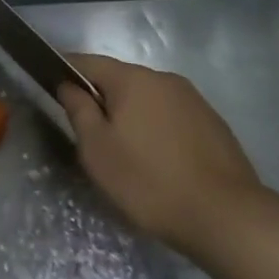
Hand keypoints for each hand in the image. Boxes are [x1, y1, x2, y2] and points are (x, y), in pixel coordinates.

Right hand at [57, 53, 262, 258]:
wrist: (226, 216)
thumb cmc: (149, 182)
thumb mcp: (98, 151)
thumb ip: (79, 111)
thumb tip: (68, 85)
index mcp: (132, 79)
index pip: (89, 62)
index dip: (67, 71)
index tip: (52, 85)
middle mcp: (164, 78)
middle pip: (120, 80)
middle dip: (102, 99)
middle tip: (90, 134)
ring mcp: (193, 99)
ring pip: (148, 99)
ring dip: (132, 116)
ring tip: (127, 153)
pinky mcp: (213, 123)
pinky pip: (172, 117)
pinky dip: (158, 130)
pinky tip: (159, 162)